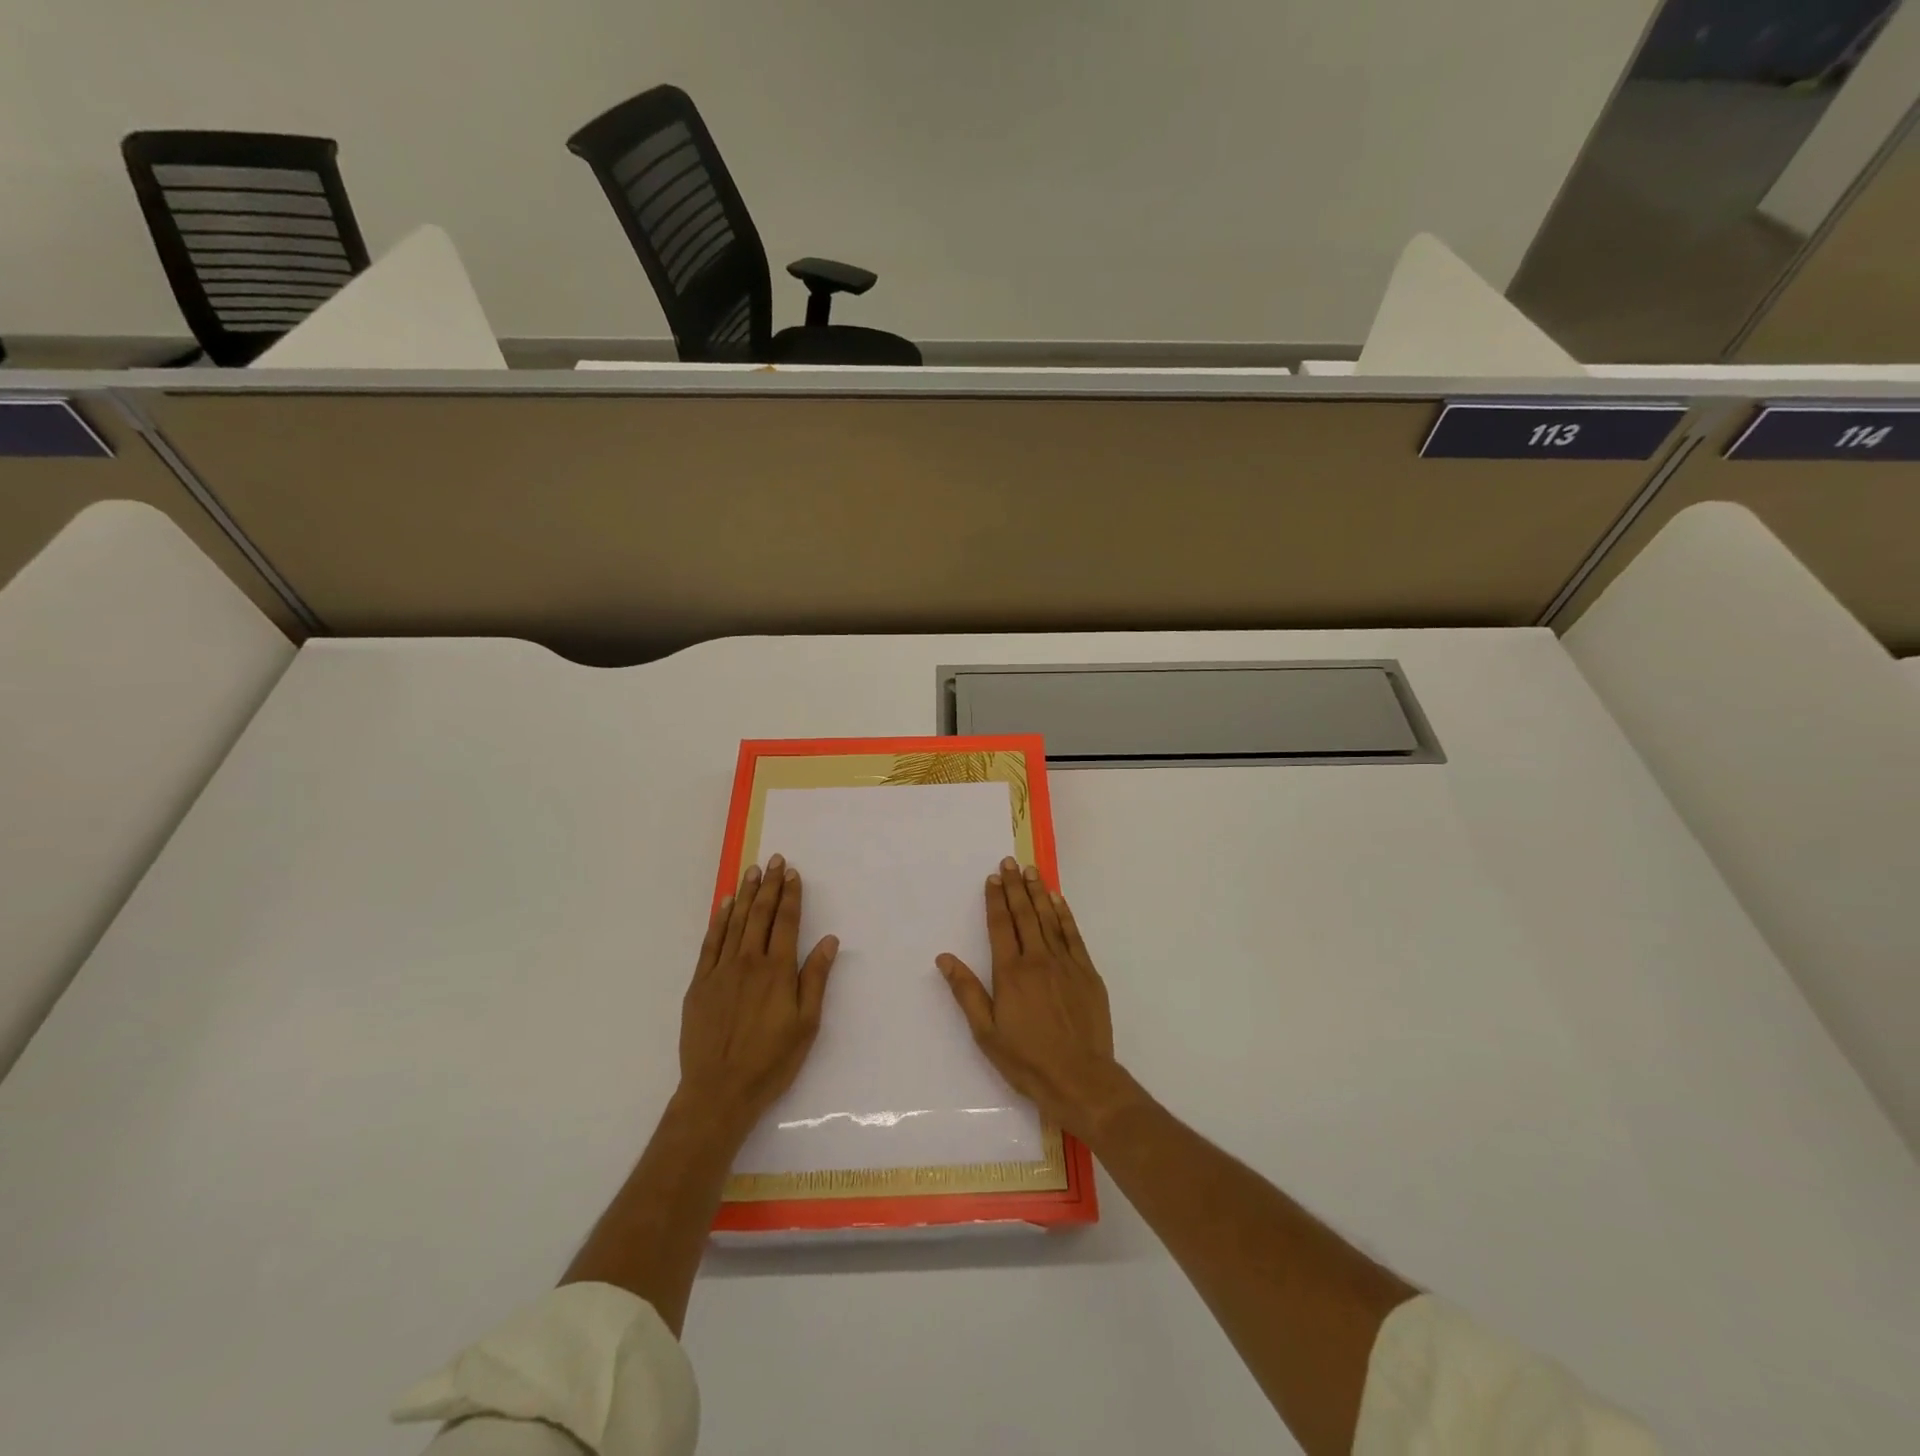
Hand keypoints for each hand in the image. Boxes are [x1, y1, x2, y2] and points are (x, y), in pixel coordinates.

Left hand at [678, 854, 838, 1132]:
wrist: (719, 1091)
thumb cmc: (771, 1061)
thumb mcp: (806, 1024)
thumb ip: (815, 978)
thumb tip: (828, 940)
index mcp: (777, 971)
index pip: (786, 922)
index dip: (791, 896)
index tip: (792, 873)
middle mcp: (749, 962)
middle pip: (760, 915)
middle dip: (769, 885)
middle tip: (774, 860)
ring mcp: (721, 971)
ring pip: (735, 922)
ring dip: (745, 894)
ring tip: (752, 871)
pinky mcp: (700, 984)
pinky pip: (710, 942)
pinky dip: (719, 920)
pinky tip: (725, 904)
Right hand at [937, 858, 1138, 1141]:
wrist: (1080, 1078)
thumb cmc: (1027, 1059)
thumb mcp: (986, 1032)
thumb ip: (966, 991)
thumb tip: (944, 958)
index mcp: (1010, 973)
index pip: (1000, 926)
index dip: (995, 900)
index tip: (993, 878)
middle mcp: (1038, 959)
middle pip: (1024, 915)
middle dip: (1015, 887)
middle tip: (1010, 862)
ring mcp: (1065, 963)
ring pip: (1049, 919)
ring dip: (1039, 893)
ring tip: (1031, 871)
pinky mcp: (1087, 973)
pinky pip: (1073, 935)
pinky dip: (1064, 915)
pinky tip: (1058, 900)